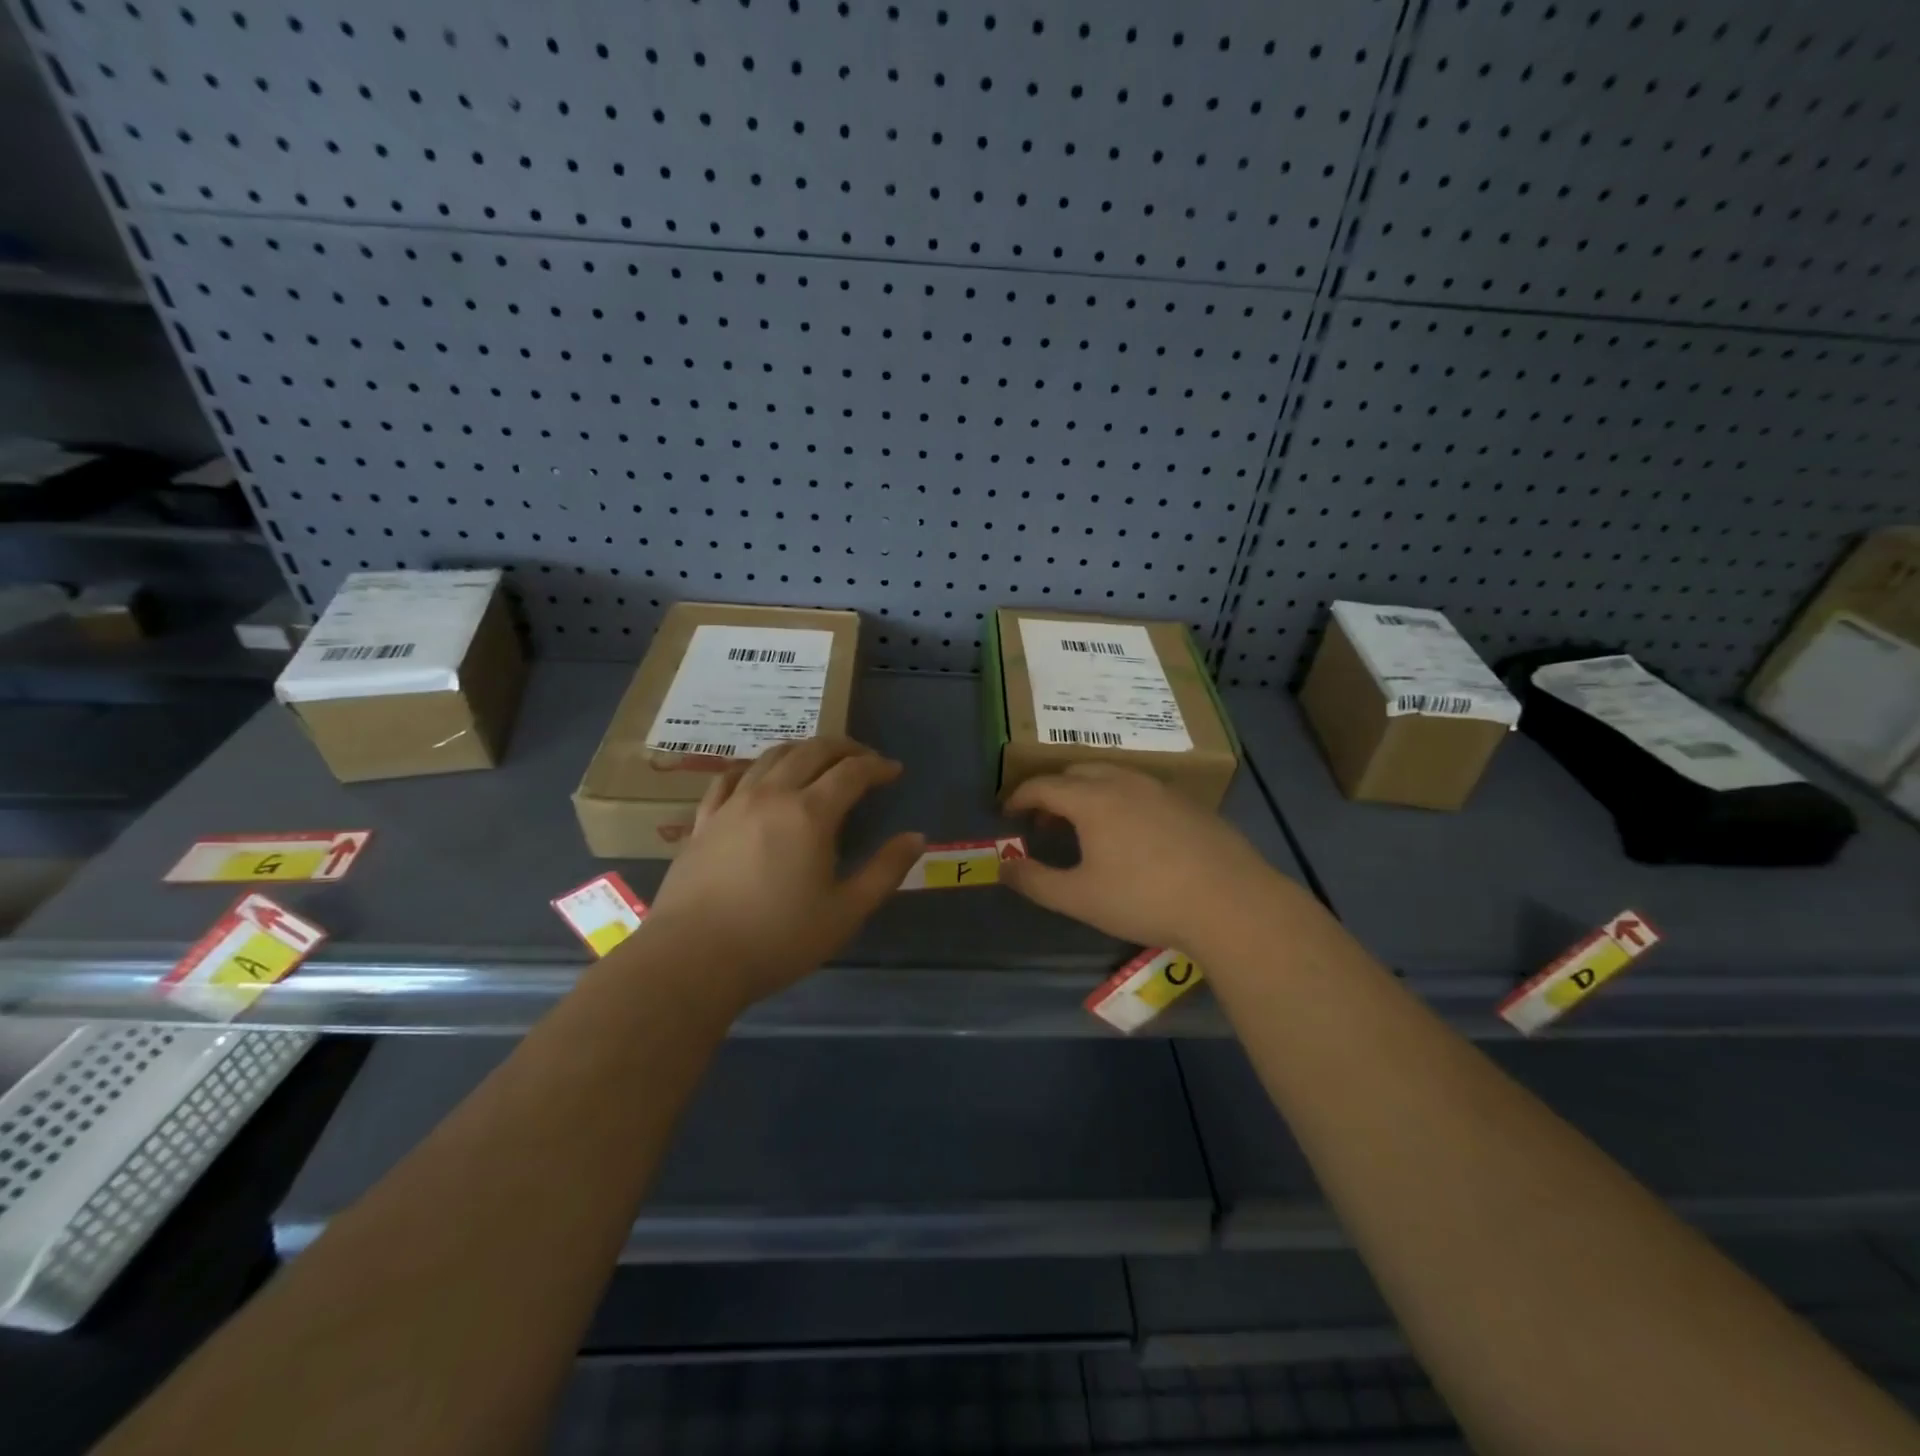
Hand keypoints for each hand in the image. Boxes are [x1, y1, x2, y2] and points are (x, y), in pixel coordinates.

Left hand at [645, 737, 923, 1009]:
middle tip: (863, 758)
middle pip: (812, 751)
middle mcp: (772, 795)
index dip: (877, 766)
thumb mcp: (845, 912)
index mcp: (810, 813)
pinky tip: (758, 776)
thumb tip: (916, 837)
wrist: (692, 959)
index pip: (852, 772)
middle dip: (844, 748)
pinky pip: (730, 777)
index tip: (894, 770)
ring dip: (802, 750)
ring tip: (818, 760)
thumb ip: (884, 871)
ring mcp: (733, 804)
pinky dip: (753, 767)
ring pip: (772, 756)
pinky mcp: (704, 820)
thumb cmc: (778, 939)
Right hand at [1001, 763, 1280, 950]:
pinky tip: (1132, 833)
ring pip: (1112, 775)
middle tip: (1045, 822)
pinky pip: (1142, 788)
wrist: (1230, 902)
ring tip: (1086, 826)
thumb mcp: (1080, 898)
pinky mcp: (1189, 802)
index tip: (1008, 814)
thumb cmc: (1145, 899)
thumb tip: (1003, 868)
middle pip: (1077, 772)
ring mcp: (1161, 788)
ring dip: (1088, 792)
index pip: (1043, 785)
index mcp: (1092, 799)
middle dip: (1053, 792)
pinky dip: (1120, 799)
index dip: (1019, 797)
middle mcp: (1124, 782)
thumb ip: (1035, 881)